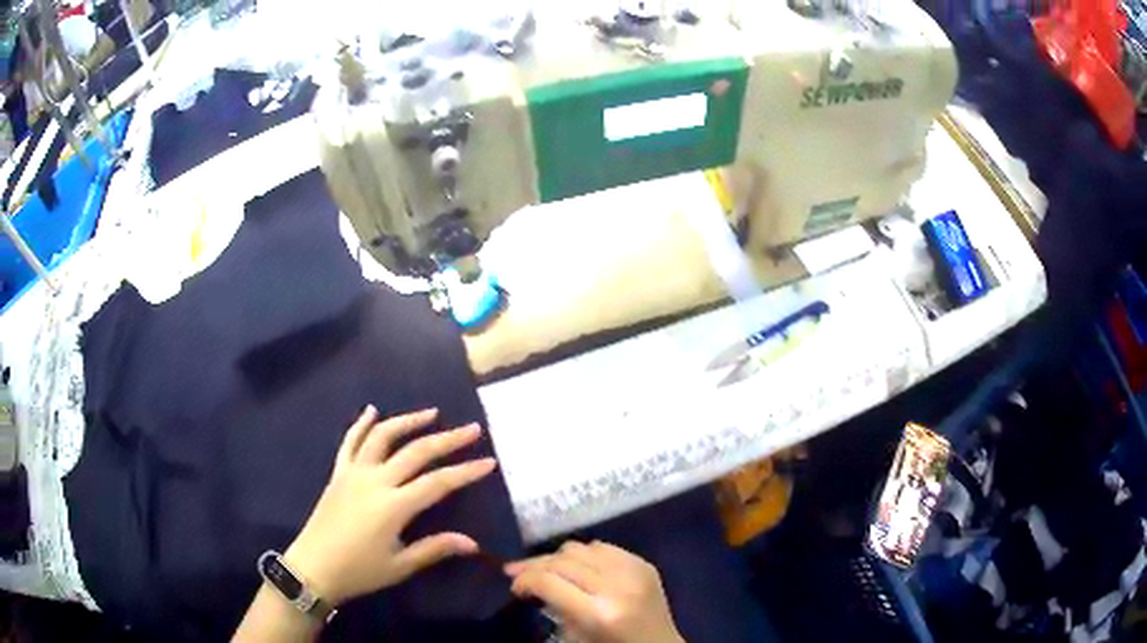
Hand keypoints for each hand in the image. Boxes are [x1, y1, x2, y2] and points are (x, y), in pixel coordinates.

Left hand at [283, 406, 495, 605]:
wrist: (313, 567)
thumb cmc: (360, 571)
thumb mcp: (400, 565)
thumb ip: (435, 548)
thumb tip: (473, 543)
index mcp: (394, 506)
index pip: (438, 482)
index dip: (466, 471)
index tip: (489, 461)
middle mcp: (375, 480)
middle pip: (416, 452)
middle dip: (447, 440)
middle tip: (471, 429)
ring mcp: (353, 472)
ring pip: (383, 436)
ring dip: (408, 421)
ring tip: (431, 413)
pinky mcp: (338, 473)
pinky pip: (350, 442)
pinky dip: (361, 424)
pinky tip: (372, 410)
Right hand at [506, 541, 684, 642]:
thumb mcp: (574, 636)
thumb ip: (554, 606)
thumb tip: (531, 582)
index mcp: (598, 613)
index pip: (548, 581)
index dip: (524, 580)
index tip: (514, 587)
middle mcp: (616, 586)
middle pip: (561, 560)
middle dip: (534, 565)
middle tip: (516, 572)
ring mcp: (634, 572)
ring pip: (580, 548)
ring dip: (557, 557)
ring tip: (545, 569)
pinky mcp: (644, 564)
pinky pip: (604, 547)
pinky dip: (585, 555)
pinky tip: (577, 566)